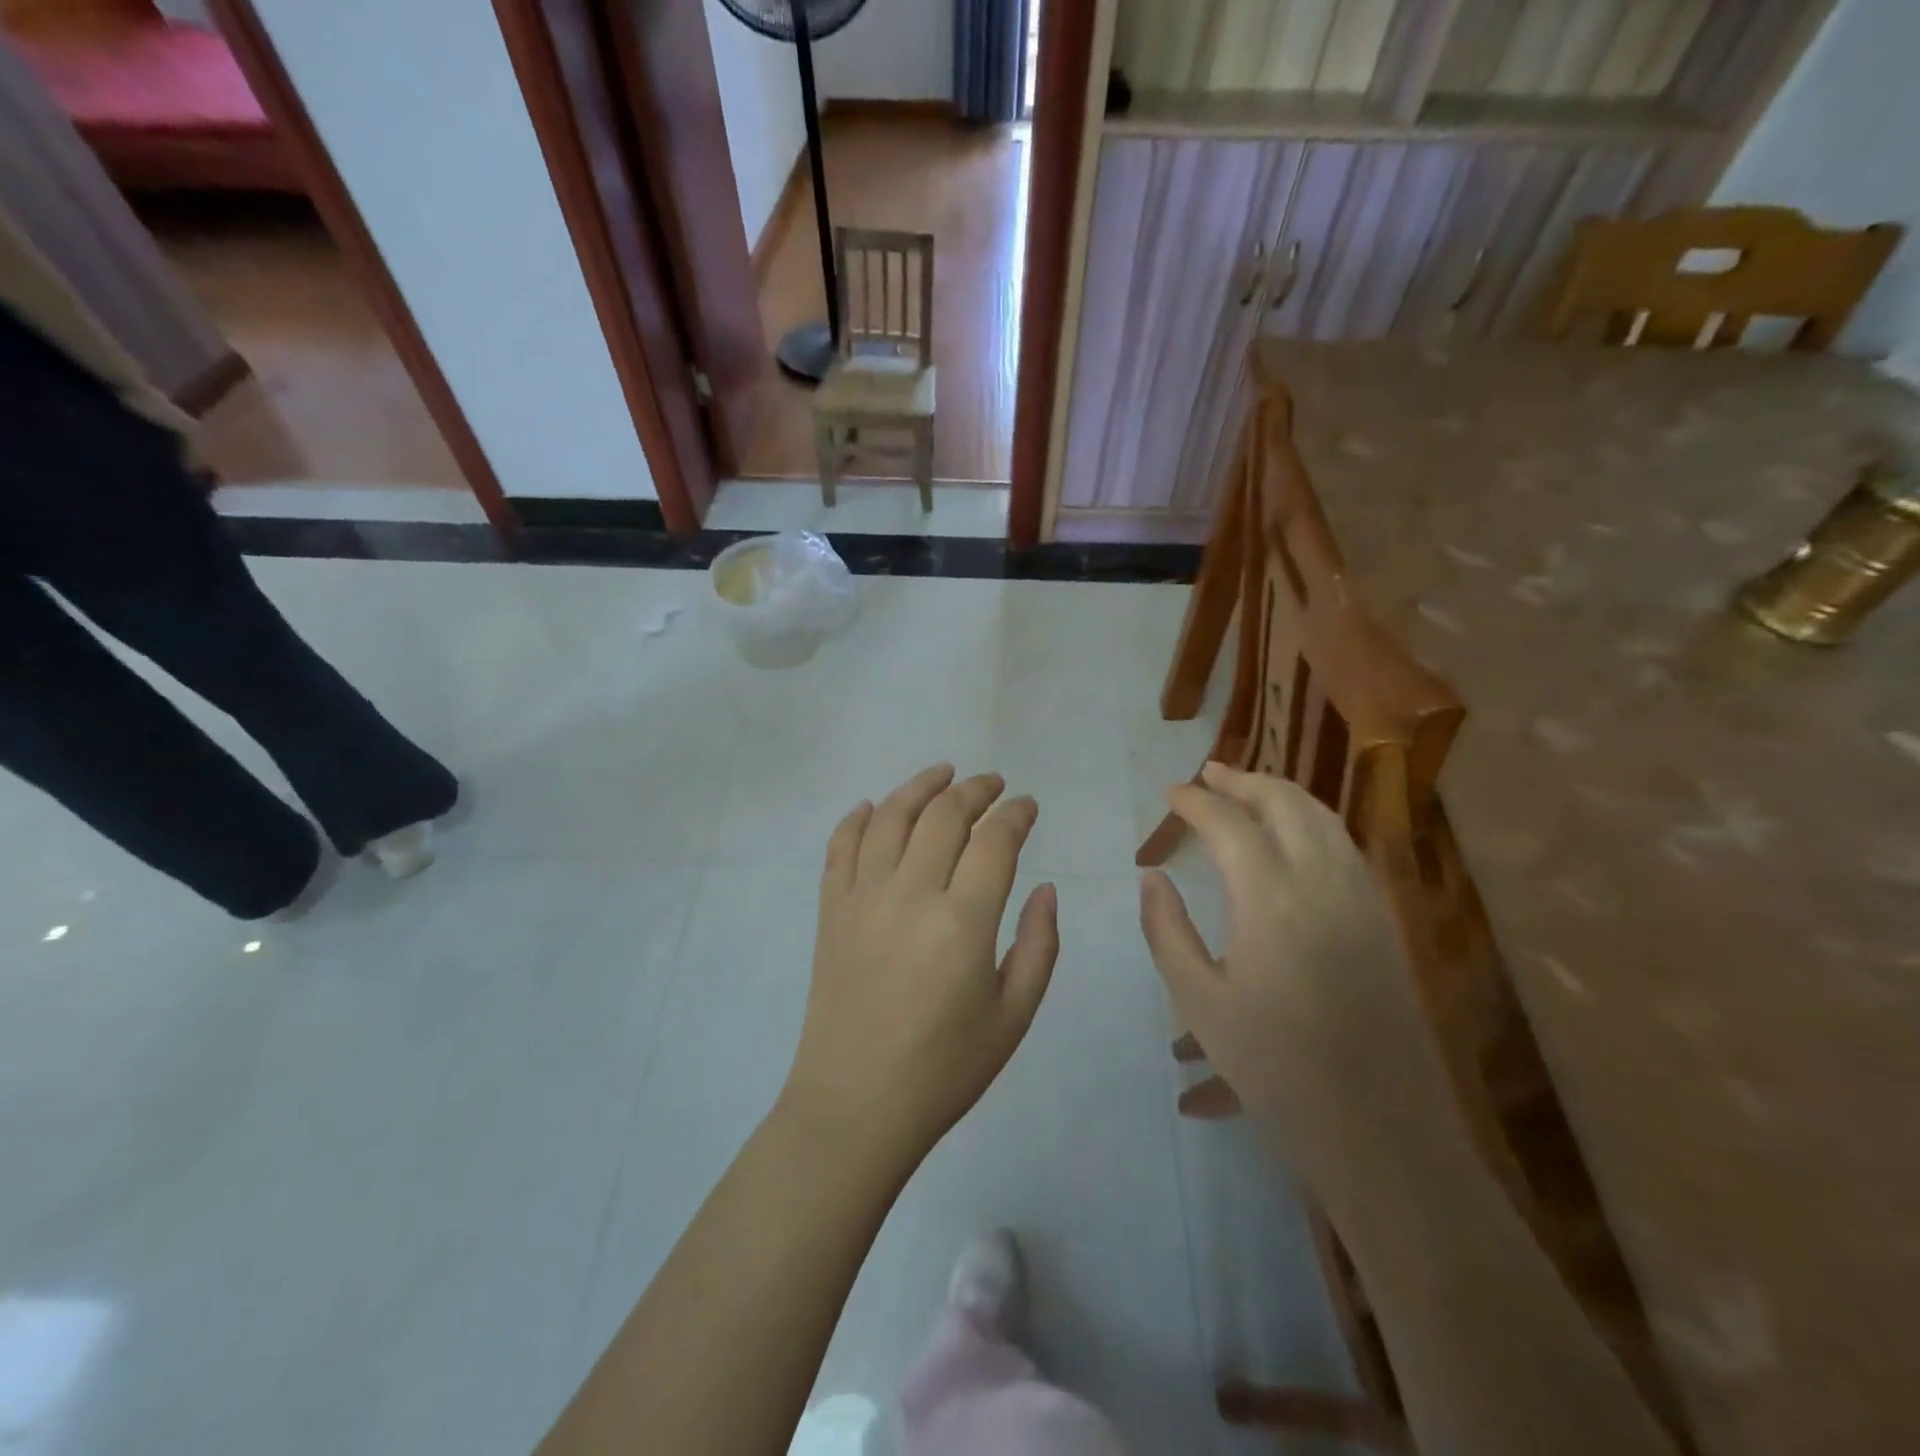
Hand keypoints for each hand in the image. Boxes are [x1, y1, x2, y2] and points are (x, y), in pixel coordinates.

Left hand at [782, 765, 1059, 1169]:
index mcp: (963, 922)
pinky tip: (873, 807)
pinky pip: (840, 848)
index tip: (1027, 805)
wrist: (855, 1106)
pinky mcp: (830, 911)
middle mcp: (910, 894)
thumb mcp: (1013, 1016)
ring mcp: (862, 898)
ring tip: (942, 774)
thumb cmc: (944, 1070)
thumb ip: (1039, 946)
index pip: (994, 841)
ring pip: (890, 817)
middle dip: (974, 791)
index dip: (1015, 814)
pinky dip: (857, 819)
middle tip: (992, 784)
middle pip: (943, 816)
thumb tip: (1046, 889)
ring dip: (919, 787)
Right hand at [1138, 763, 1412, 1169]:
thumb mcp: (1199, 1002)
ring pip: (1322, 817)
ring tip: (1247, 790)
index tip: (1169, 794)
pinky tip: (1294, 835)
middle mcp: (1321, 881)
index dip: (1194, 801)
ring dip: (1281, 794)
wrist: (1380, 1129)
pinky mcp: (1384, 918)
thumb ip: (1167, 929)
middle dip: (1242, 780)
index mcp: (1269, 899)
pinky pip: (1345, 844)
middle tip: (1208, 775)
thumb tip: (1152, 876)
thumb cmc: (1274, 1068)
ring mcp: (1361, 896)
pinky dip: (1312, 821)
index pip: (1227, 823)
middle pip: (1283, 802)